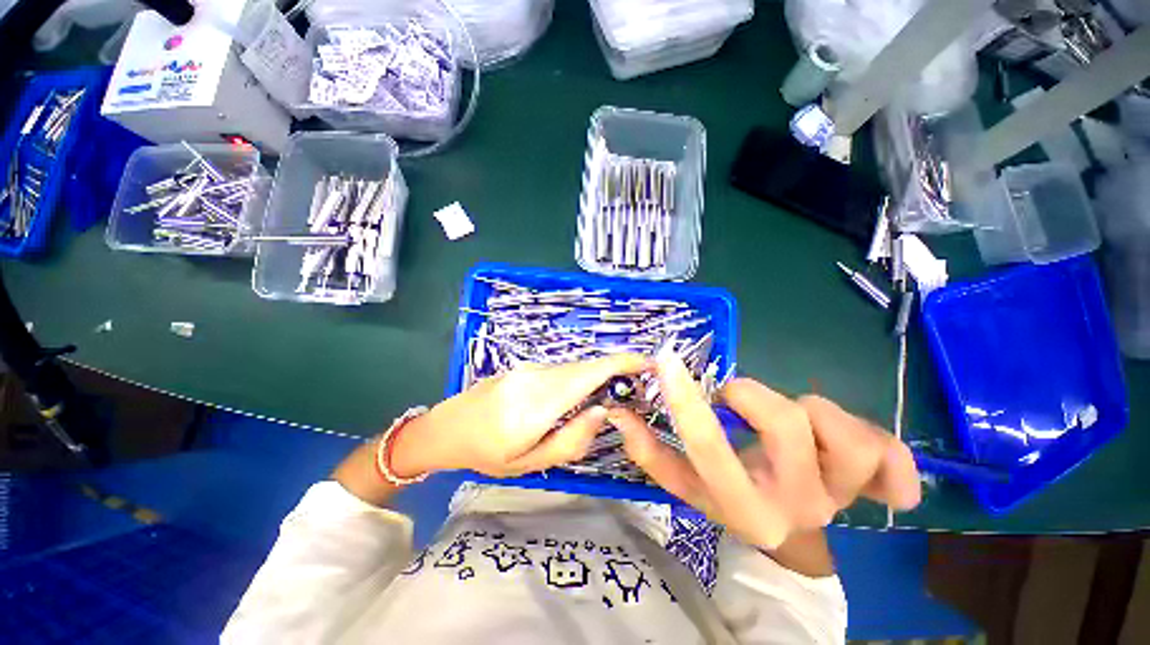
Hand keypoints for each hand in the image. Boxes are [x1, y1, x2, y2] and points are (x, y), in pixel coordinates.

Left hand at [391, 354, 648, 477]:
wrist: (446, 428)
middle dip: (614, 372)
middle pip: (585, 368)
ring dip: (594, 378)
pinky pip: (559, 371)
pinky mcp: (524, 368)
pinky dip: (577, 379)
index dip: (621, 363)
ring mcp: (529, 368)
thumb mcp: (530, 462)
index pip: (589, 373)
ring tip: (606, 398)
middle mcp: (537, 376)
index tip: (647, 363)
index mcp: (539, 402)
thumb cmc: (487, 453)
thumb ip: (571, 439)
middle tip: (631, 391)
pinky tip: (575, 397)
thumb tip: (602, 411)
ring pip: (573, 369)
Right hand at [610, 351, 920, 550]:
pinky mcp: (878, 487)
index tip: (666, 359)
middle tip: (738, 399)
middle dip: (751, 395)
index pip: (708, 448)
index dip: (685, 400)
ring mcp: (846, 497)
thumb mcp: (688, 484)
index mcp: (742, 507)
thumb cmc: (732, 501)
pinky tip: (855, 445)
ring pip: (842, 429)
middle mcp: (796, 505)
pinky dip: (882, 443)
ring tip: (793, 421)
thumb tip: (618, 413)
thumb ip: (651, 451)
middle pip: (785, 426)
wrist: (789, 537)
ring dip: (809, 409)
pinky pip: (893, 453)